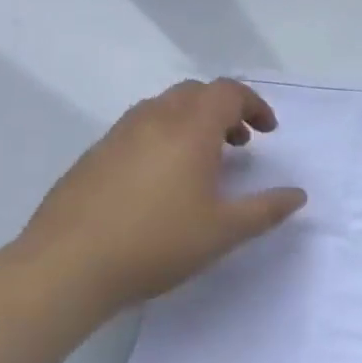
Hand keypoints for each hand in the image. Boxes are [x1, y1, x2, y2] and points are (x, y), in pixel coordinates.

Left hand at [18, 78, 307, 312]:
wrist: (63, 269)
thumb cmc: (156, 243)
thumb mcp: (224, 231)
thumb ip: (266, 209)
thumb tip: (298, 195)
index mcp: (190, 129)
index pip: (228, 93)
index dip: (254, 105)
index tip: (267, 132)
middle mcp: (154, 120)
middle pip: (195, 92)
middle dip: (224, 109)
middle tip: (238, 142)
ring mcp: (117, 136)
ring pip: (162, 107)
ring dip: (191, 121)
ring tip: (201, 160)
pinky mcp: (91, 158)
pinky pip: (137, 129)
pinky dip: (161, 137)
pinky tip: (159, 181)